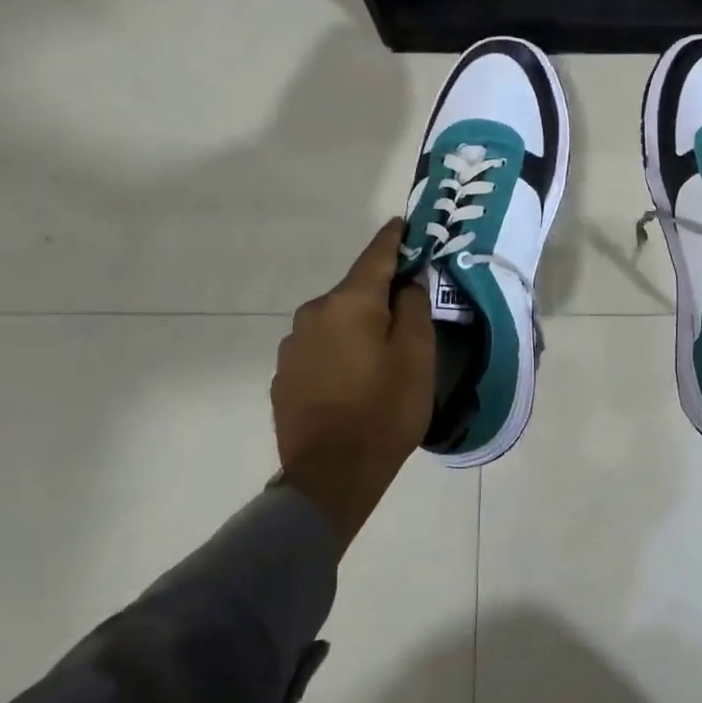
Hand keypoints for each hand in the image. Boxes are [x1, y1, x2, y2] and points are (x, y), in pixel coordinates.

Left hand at [272, 220, 434, 550]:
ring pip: (337, 319)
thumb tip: (407, 282)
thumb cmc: (384, 412)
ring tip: (381, 352)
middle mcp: (314, 313)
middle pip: (355, 290)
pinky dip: (340, 348)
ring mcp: (293, 344)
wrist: (330, 477)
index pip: (376, 255)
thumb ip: (414, 308)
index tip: (406, 224)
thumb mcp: (417, 356)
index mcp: (349, 303)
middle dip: (381, 293)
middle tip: (409, 309)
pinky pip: (320, 346)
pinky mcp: (284, 374)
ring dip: (359, 324)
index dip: (395, 238)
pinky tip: (354, 376)